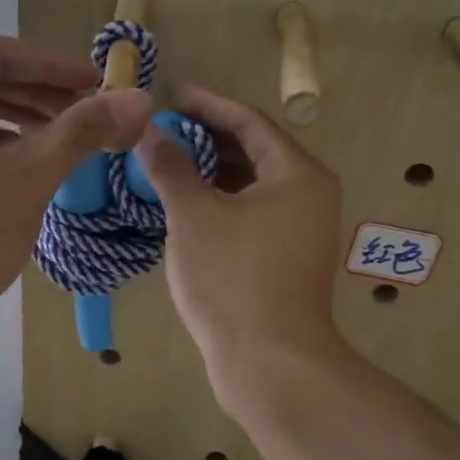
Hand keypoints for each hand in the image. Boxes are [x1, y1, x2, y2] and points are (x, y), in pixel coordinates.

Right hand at [134, 88, 347, 392]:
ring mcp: (302, 229)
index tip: (171, 96)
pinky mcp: (288, 258)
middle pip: (256, 150)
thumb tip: (150, 131)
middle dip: (209, 138)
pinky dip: (222, 201)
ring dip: (213, 170)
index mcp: (297, 174)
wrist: (270, 362)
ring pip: (253, 184)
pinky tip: (188, 204)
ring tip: (169, 162)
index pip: (250, 122)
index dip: (208, 105)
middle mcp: (309, 195)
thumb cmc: (232, 278)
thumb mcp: (194, 216)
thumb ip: (172, 167)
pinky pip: (253, 212)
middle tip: (164, 130)